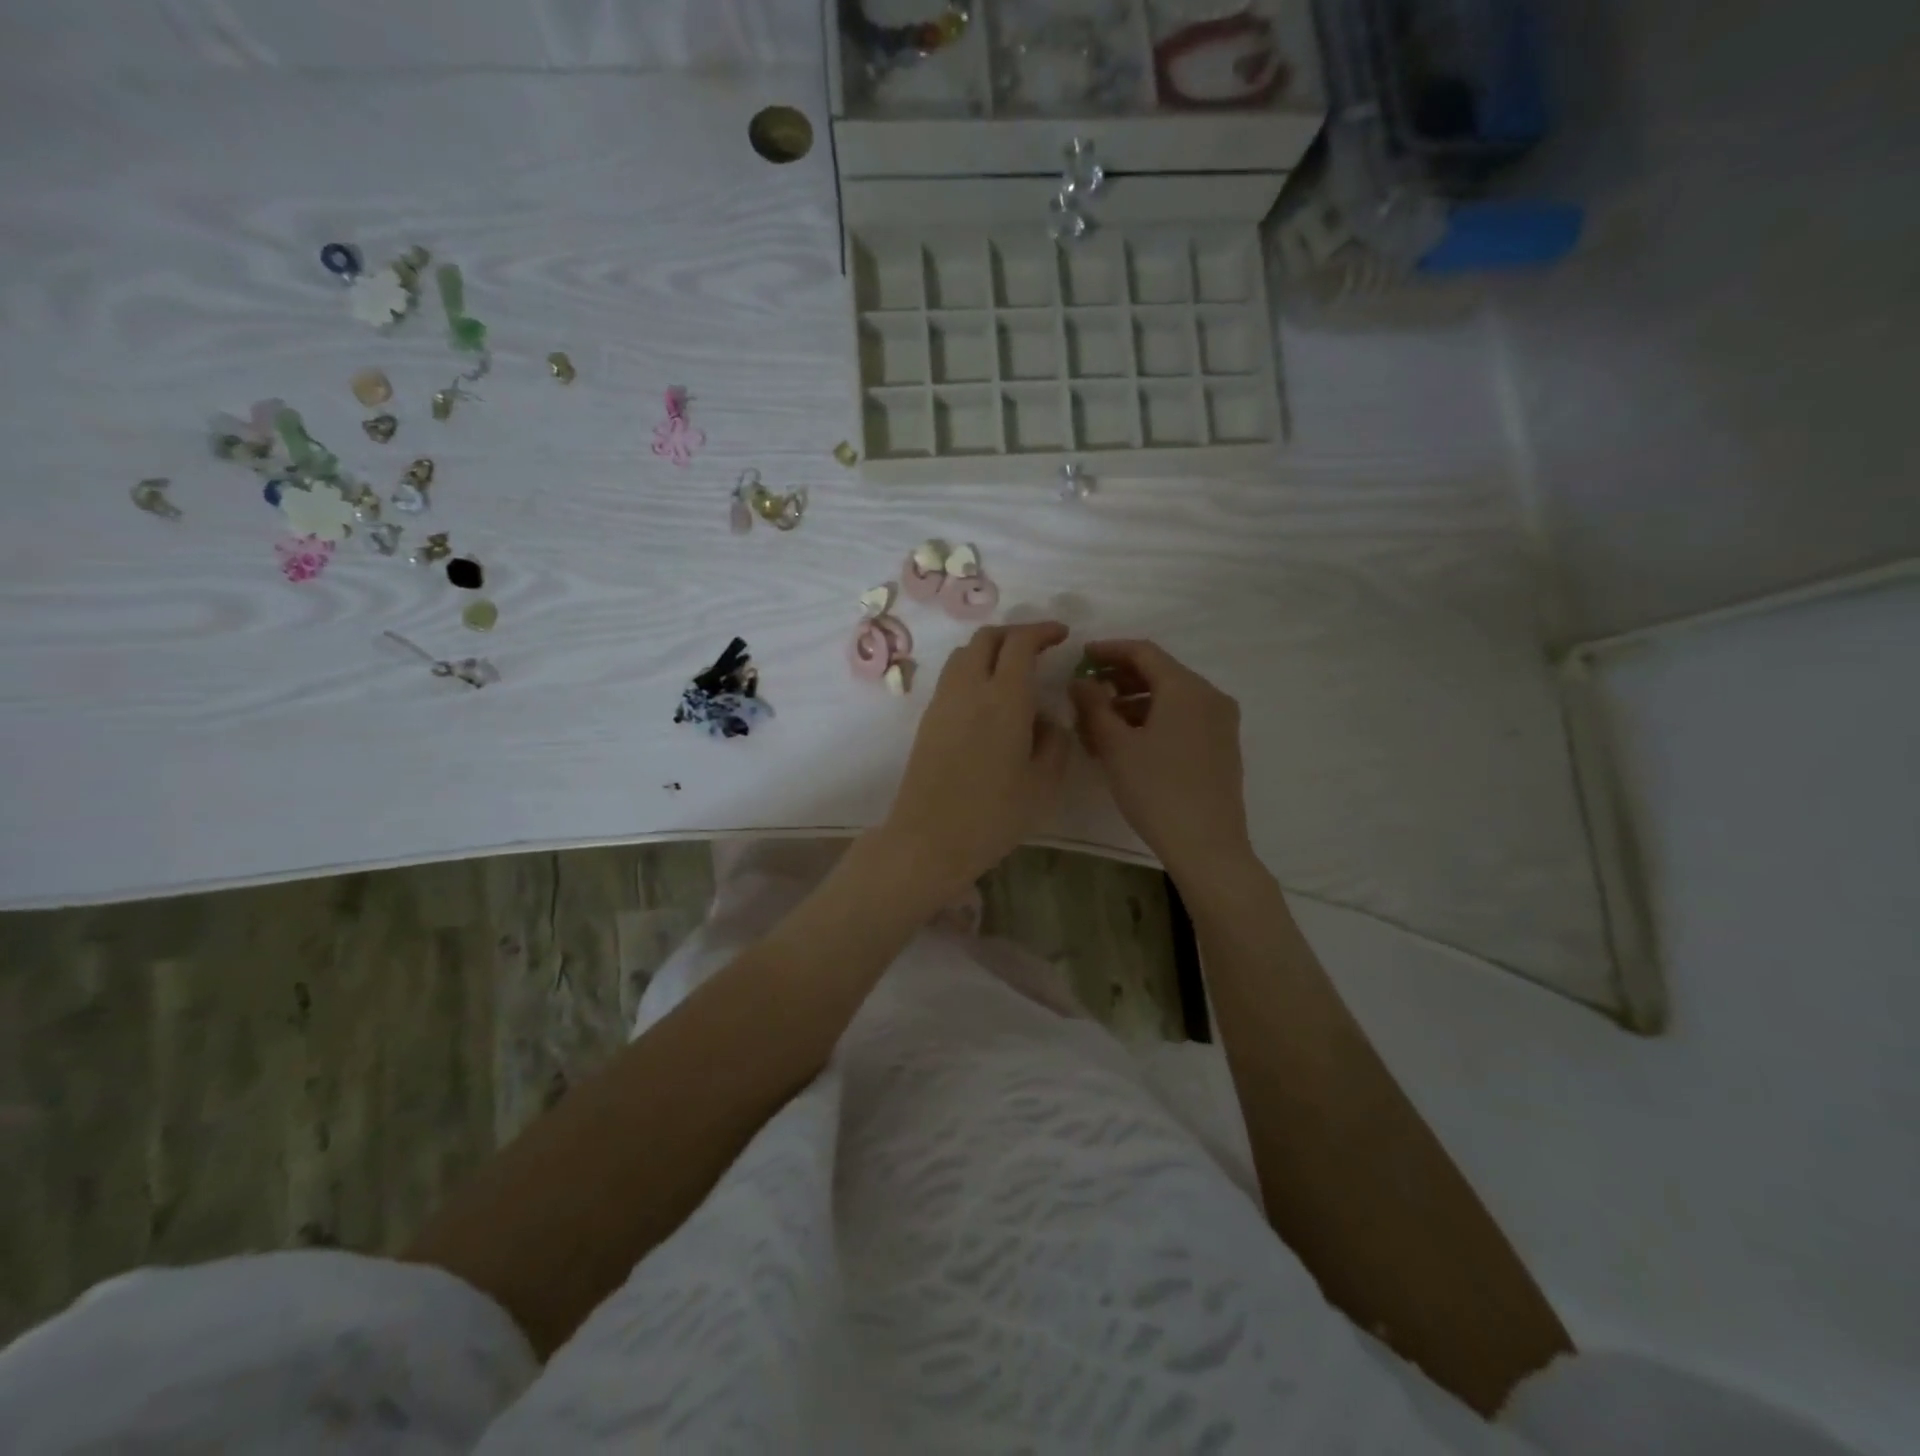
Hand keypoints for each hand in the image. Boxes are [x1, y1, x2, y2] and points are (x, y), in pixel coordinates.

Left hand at [881, 622, 1072, 898]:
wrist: (929, 838)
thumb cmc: (994, 814)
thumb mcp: (1044, 783)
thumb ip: (1054, 740)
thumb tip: (1044, 718)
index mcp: (1005, 697)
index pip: (1021, 643)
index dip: (1042, 631)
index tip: (1062, 635)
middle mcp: (970, 688)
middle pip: (987, 638)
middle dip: (1015, 633)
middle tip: (1038, 647)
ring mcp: (943, 701)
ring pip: (965, 654)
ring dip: (991, 649)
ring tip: (1013, 670)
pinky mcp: (928, 718)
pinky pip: (952, 677)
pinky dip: (974, 670)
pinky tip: (989, 698)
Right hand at [1070, 640, 1251, 881]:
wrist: (1207, 845)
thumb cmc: (1156, 789)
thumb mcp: (1116, 745)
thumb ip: (1094, 705)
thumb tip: (1080, 681)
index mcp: (1186, 688)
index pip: (1143, 652)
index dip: (1109, 650)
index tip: (1080, 656)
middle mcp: (1209, 696)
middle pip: (1159, 674)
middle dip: (1118, 680)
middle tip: (1085, 692)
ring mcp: (1220, 722)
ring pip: (1170, 699)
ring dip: (1132, 703)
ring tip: (1098, 724)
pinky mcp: (1221, 746)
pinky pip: (1182, 718)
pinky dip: (1153, 720)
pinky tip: (1127, 742)